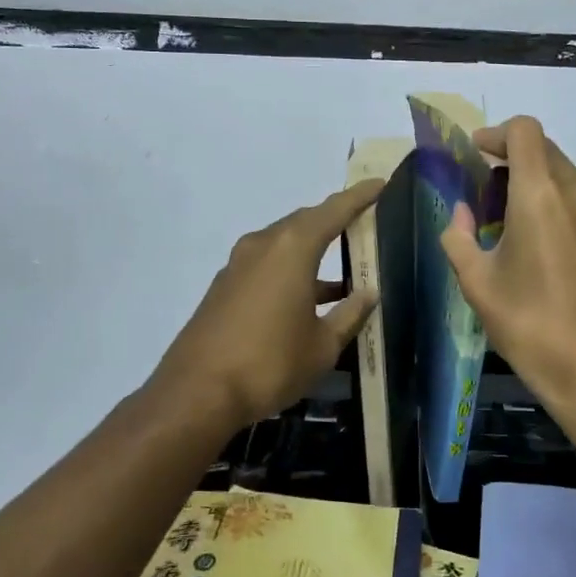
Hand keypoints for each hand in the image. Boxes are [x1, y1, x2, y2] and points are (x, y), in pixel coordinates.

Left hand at [152, 179, 384, 428]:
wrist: (197, 393)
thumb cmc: (270, 363)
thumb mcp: (322, 346)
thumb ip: (349, 314)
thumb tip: (368, 293)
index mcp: (292, 249)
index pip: (333, 211)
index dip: (358, 197)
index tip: (379, 183)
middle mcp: (263, 245)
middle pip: (305, 221)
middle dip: (334, 219)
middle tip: (362, 222)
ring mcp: (239, 265)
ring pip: (284, 243)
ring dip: (312, 249)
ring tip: (342, 269)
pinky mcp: (225, 286)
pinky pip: (267, 263)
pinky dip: (291, 269)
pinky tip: (307, 298)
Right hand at [440, 116, 575, 417]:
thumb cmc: (530, 322)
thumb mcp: (477, 282)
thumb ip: (459, 237)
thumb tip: (460, 214)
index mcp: (539, 193)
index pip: (524, 131)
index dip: (495, 134)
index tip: (474, 154)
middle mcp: (574, 191)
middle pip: (543, 147)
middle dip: (509, 155)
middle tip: (480, 184)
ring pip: (561, 170)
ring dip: (531, 176)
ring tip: (501, 212)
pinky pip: (575, 196)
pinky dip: (549, 197)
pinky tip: (529, 236)